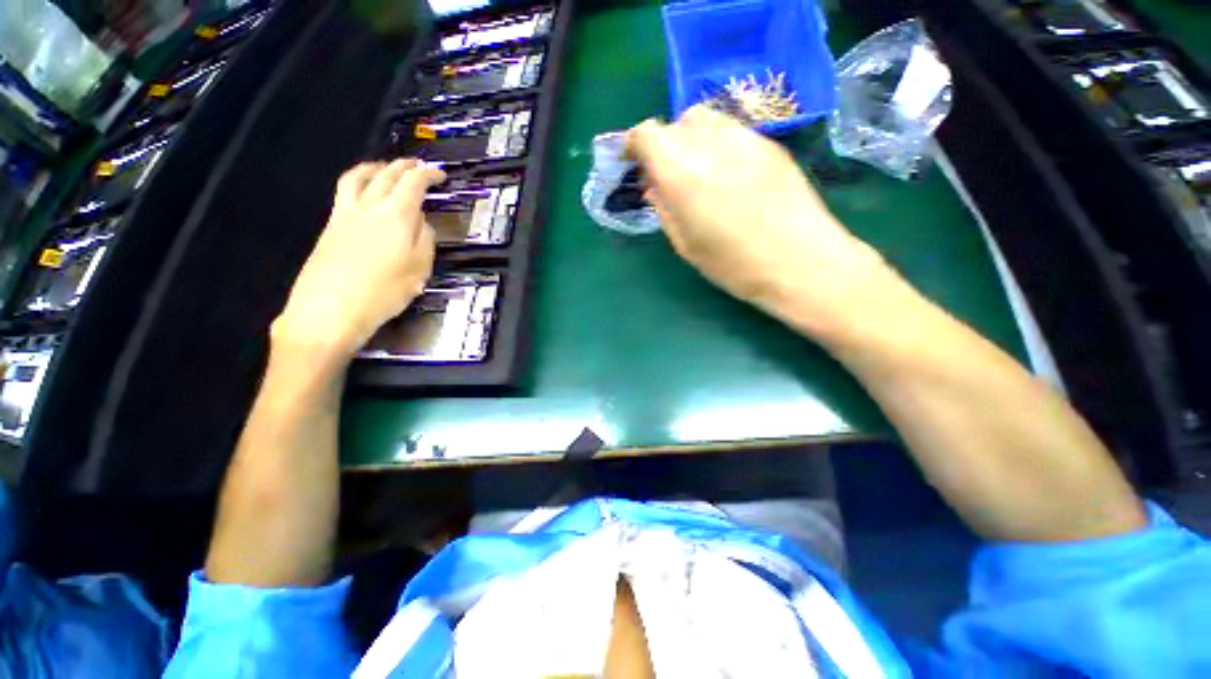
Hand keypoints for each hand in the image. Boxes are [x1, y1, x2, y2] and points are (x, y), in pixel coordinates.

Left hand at [272, 159, 445, 360]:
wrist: (329, 309)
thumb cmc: (383, 293)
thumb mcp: (419, 270)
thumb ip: (425, 241)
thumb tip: (421, 222)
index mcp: (396, 217)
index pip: (413, 184)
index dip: (428, 174)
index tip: (440, 174)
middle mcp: (369, 207)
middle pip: (386, 175)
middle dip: (404, 166)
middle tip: (418, 166)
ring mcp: (345, 214)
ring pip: (358, 177)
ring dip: (375, 167)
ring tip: (386, 167)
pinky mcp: (330, 226)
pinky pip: (344, 191)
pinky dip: (357, 181)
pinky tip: (362, 191)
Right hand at [627, 106, 890, 338]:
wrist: (801, 262)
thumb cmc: (734, 265)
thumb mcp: (686, 245)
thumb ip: (664, 209)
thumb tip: (654, 186)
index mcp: (683, 174)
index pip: (647, 134)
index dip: (635, 144)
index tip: (634, 162)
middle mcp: (711, 144)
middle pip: (676, 123)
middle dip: (664, 145)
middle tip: (668, 175)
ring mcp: (746, 138)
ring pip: (705, 119)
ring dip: (691, 140)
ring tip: (697, 173)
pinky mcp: (770, 143)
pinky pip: (732, 130)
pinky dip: (717, 144)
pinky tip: (727, 175)